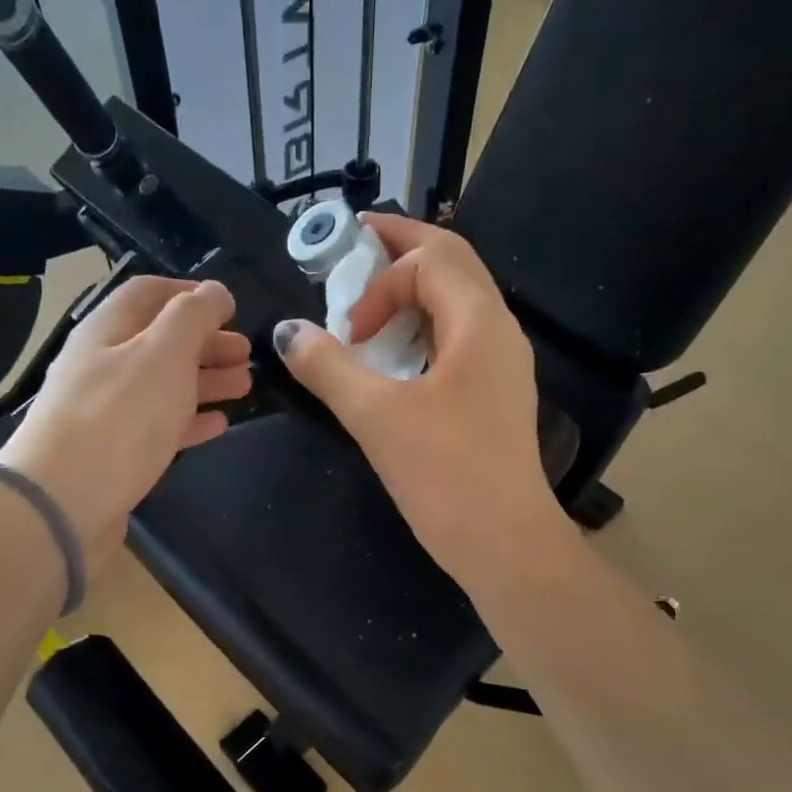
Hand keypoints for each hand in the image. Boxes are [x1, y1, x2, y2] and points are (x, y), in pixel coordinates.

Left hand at [0, 277, 248, 569]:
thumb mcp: (163, 353)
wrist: (63, 502)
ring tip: (245, 386)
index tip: (231, 307)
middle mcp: (102, 366)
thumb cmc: (119, 417)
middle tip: (247, 354)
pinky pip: (158, 427)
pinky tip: (219, 424)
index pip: (148, 293)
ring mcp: (106, 412)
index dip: (191, 294)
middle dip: (205, 342)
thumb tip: (216, 291)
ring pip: (162, 385)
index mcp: (107, 330)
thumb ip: (193, 317)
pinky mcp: (115, 455)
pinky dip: (190, 420)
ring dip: (204, 381)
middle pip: (159, 342)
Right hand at [274, 214, 567, 588]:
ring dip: (411, 292)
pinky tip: (393, 358)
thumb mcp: (375, 416)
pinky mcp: (494, 395)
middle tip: (353, 247)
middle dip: (400, 251)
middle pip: (451, 264)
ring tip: (366, 306)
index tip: (346, 332)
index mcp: (479, 322)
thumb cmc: (444, 474)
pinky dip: (421, 330)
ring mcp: (502, 364)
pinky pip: (457, 340)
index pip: (428, 261)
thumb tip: (287, 332)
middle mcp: (499, 331)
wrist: (504, 543)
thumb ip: (327, 368)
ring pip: (456, 302)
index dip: (378, 281)